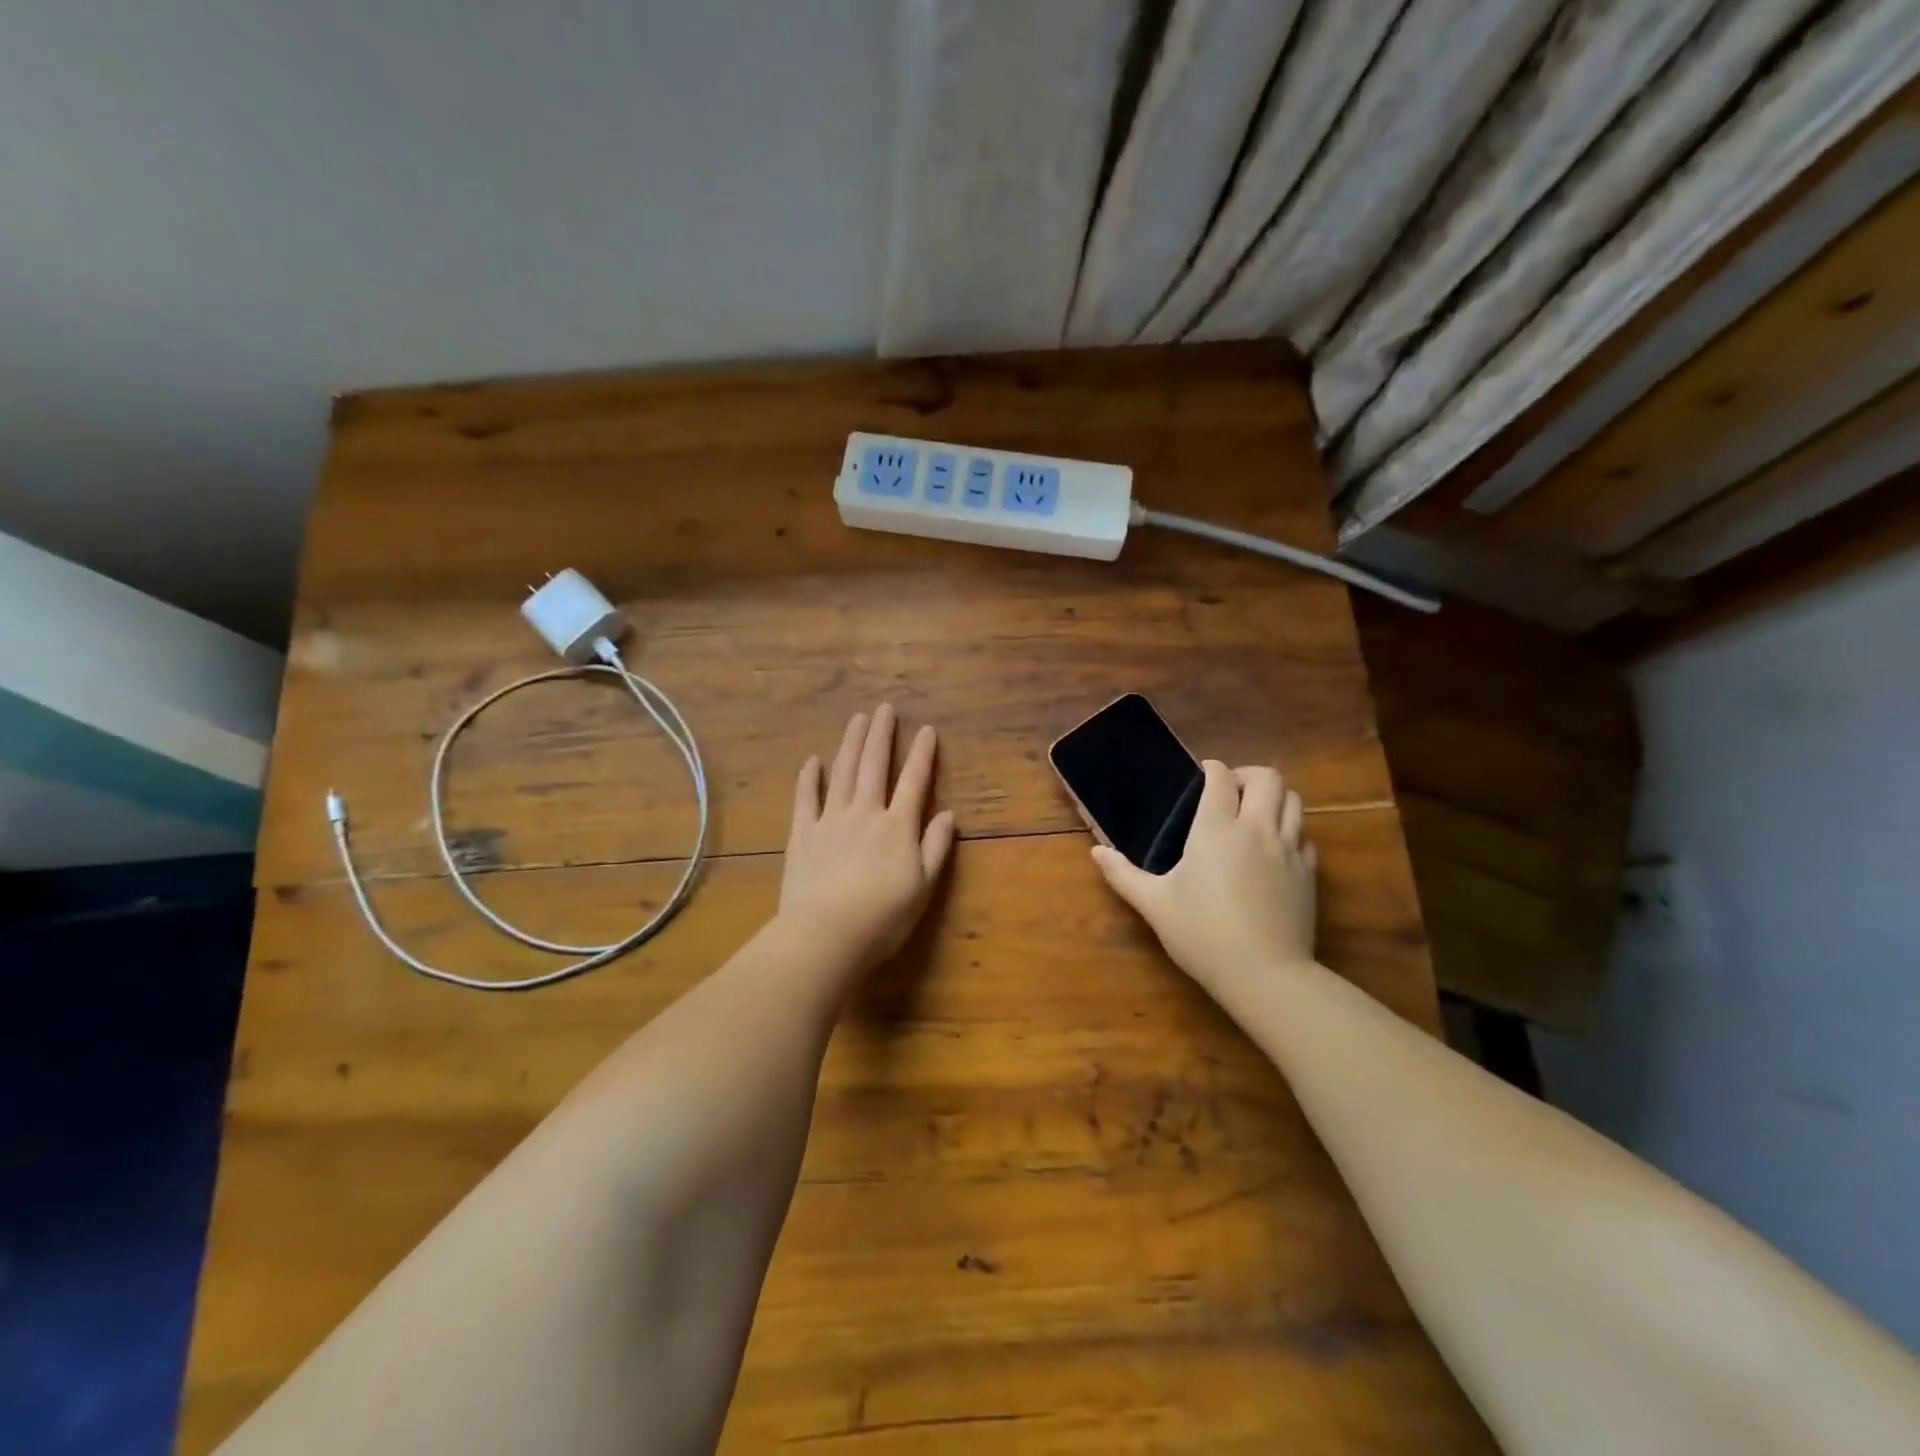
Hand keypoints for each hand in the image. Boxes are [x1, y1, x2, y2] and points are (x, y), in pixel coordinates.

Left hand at [776, 704, 955, 975]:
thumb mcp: (922, 887)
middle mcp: (865, 813)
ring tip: (857, 719)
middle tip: (884, 708)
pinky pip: (805, 798)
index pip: (914, 782)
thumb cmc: (882, 917)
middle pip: (874, 766)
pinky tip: (812, 761)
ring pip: (842, 772)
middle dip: (881, 735)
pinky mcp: (802, 834)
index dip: (922, 754)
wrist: (825, 934)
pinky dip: (810, 778)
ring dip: (850, 743)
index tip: (927, 729)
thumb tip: (949, 815)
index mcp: (897, 826)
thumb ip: (935, 847)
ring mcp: (830, 820)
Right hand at [1091, 761, 1316, 995]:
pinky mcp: (1308, 873)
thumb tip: (1097, 852)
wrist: (1265, 975)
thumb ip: (1123, 875)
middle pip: (1267, 778)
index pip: (1221, 779)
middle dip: (1248, 776)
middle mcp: (1256, 829)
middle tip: (1230, 792)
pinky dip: (1290, 831)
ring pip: (1293, 800)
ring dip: (1273, 798)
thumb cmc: (1202, 935)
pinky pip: (1304, 835)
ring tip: (1254, 814)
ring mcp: (1288, 850)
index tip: (1202, 775)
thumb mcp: (1154, 905)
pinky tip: (1273, 850)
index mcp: (1215, 830)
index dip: (1211, 770)